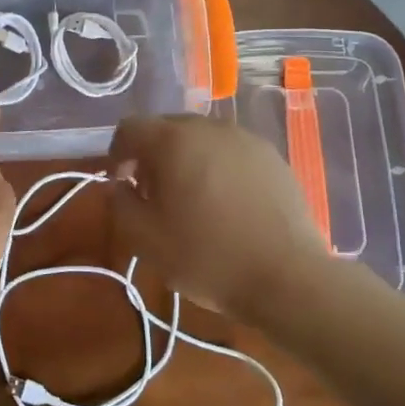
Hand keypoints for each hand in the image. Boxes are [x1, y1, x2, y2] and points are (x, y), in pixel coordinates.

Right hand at [108, 115, 329, 318]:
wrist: (287, 277)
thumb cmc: (208, 257)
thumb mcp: (145, 239)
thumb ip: (120, 203)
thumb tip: (120, 185)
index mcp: (173, 141)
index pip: (130, 128)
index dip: (117, 153)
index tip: (121, 184)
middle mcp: (209, 128)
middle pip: (167, 128)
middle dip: (152, 155)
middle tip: (153, 194)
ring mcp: (246, 139)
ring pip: (201, 138)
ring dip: (186, 159)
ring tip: (191, 199)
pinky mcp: (272, 156)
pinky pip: (231, 152)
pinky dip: (218, 167)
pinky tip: (226, 203)